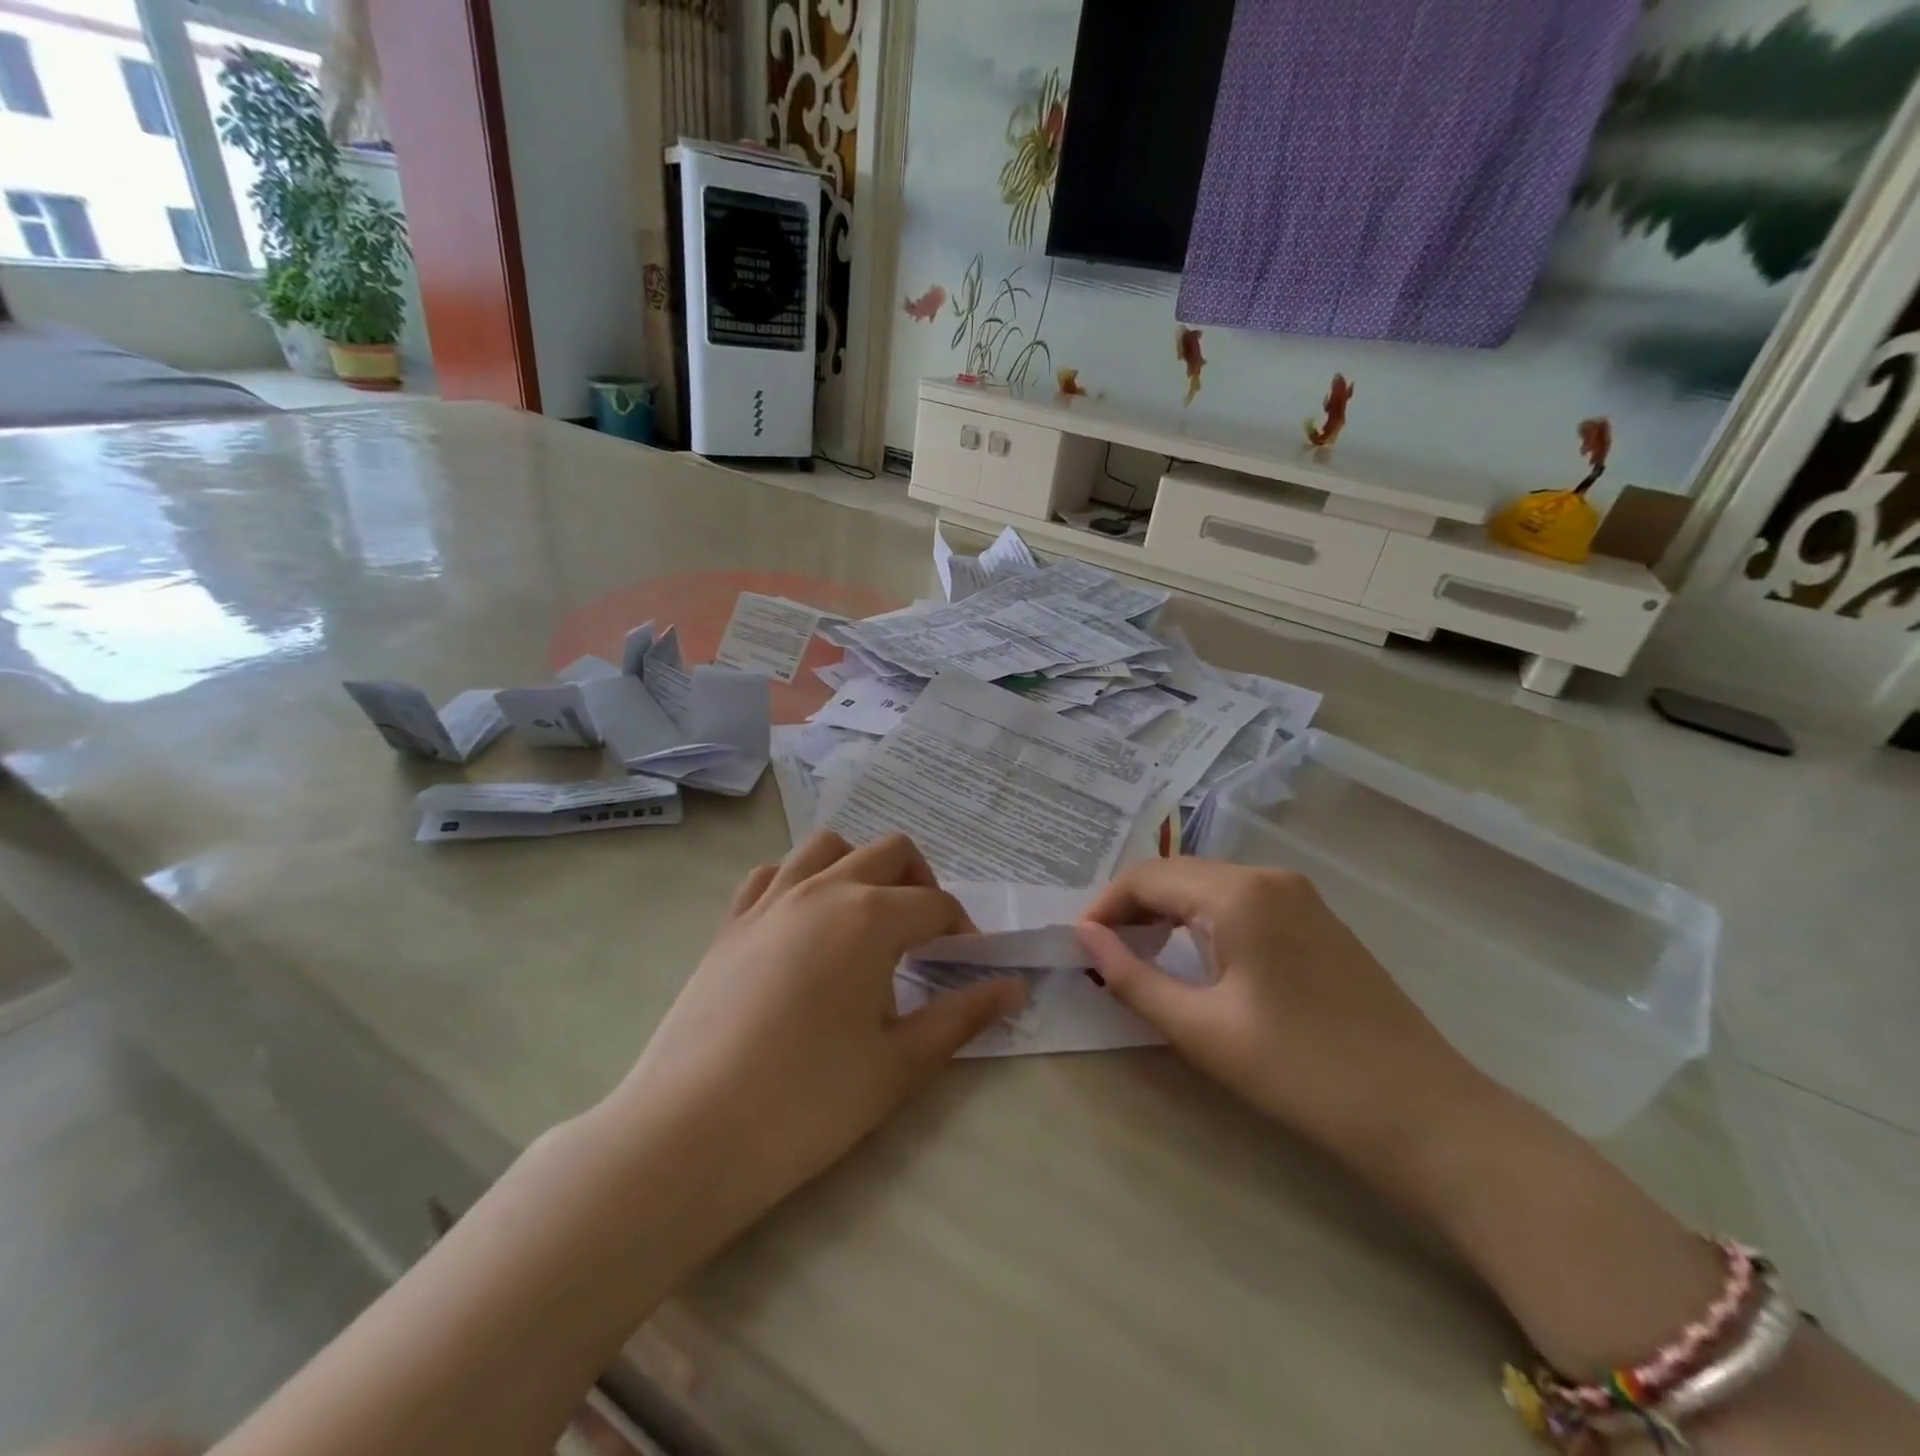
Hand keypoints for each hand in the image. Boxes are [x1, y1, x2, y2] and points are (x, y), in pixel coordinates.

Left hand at [607, 831, 1024, 1228]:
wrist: (692, 1133)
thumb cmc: (809, 1102)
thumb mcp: (899, 1064)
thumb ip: (962, 1017)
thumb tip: (1014, 988)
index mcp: (871, 917)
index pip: (936, 905)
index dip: (963, 932)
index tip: (969, 967)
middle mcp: (823, 889)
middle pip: (889, 852)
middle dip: (921, 883)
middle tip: (927, 937)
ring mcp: (770, 900)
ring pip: (827, 846)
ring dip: (860, 867)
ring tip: (869, 917)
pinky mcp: (731, 922)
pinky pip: (772, 873)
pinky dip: (800, 880)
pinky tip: (805, 924)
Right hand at [1077, 858, 1483, 1171]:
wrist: (1423, 1113)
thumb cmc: (1300, 1072)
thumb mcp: (1201, 1029)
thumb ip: (1132, 976)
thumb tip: (1083, 937)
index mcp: (1238, 893)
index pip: (1147, 879)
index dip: (1104, 907)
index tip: (1078, 945)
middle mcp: (1268, 877)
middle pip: (1177, 875)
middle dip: (1132, 907)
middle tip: (1102, 952)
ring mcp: (1298, 895)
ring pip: (1208, 886)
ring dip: (1167, 913)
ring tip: (1138, 954)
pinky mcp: (1316, 918)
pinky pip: (1240, 901)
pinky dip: (1203, 920)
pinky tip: (1194, 955)